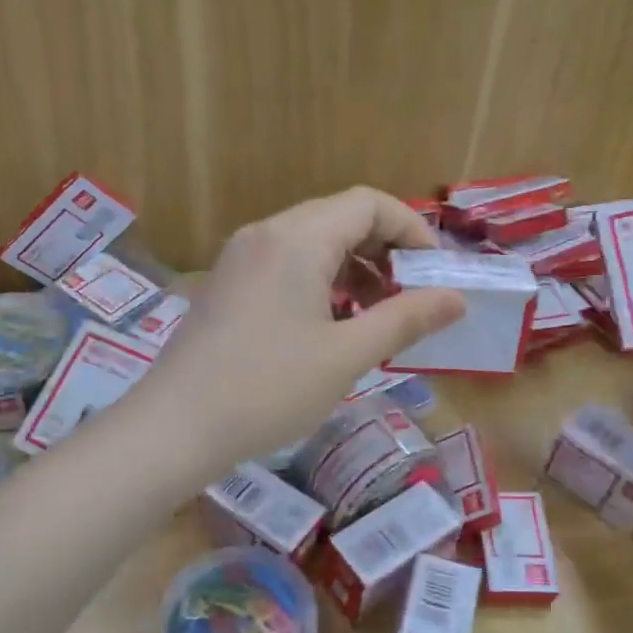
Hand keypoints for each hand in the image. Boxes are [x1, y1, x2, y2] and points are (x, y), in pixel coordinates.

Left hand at [140, 187, 466, 465]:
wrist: (175, 428)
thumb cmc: (268, 389)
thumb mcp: (347, 356)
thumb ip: (405, 320)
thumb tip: (457, 299)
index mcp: (296, 238)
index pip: (369, 204)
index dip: (412, 230)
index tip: (436, 275)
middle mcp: (265, 235)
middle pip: (340, 219)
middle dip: (385, 253)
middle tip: (410, 302)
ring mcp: (239, 260)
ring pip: (312, 246)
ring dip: (353, 272)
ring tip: (376, 321)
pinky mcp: (226, 287)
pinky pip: (285, 268)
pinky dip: (320, 286)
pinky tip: (331, 329)